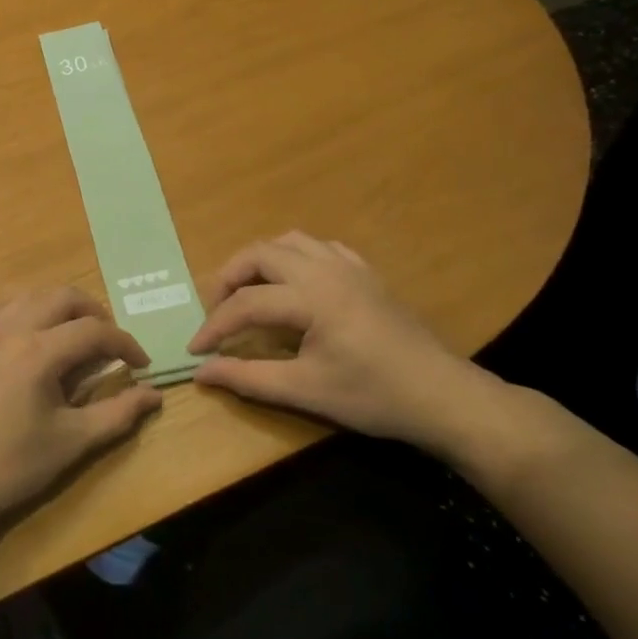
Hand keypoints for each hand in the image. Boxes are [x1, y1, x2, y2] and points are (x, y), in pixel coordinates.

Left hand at [0, 289, 161, 533]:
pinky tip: (37, 344)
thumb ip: (117, 414)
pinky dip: (32, 313)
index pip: (94, 330)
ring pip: (32, 296)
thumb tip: (153, 395)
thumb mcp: (71, 444)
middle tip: (110, 343)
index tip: (142, 364)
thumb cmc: (9, 467)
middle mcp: (11, 328)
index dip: (125, 343)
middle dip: (94, 313)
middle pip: (62, 297)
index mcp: (38, 351)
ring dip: (61, 308)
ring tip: (77, 338)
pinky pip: (6, 309)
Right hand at [189, 232, 509, 457]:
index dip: (214, 325)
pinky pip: (320, 248)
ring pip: (289, 241)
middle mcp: (325, 269)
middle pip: (260, 253)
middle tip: (217, 310)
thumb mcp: (306, 391)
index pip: (246, 303)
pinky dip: (295, 258)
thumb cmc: (373, 396)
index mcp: (310, 297)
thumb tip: (201, 372)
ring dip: (260, 261)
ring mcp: (348, 266)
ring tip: (249, 292)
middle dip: (230, 278)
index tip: (195, 349)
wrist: (442, 396)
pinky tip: (295, 284)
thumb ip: (249, 377)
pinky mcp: (365, 273)